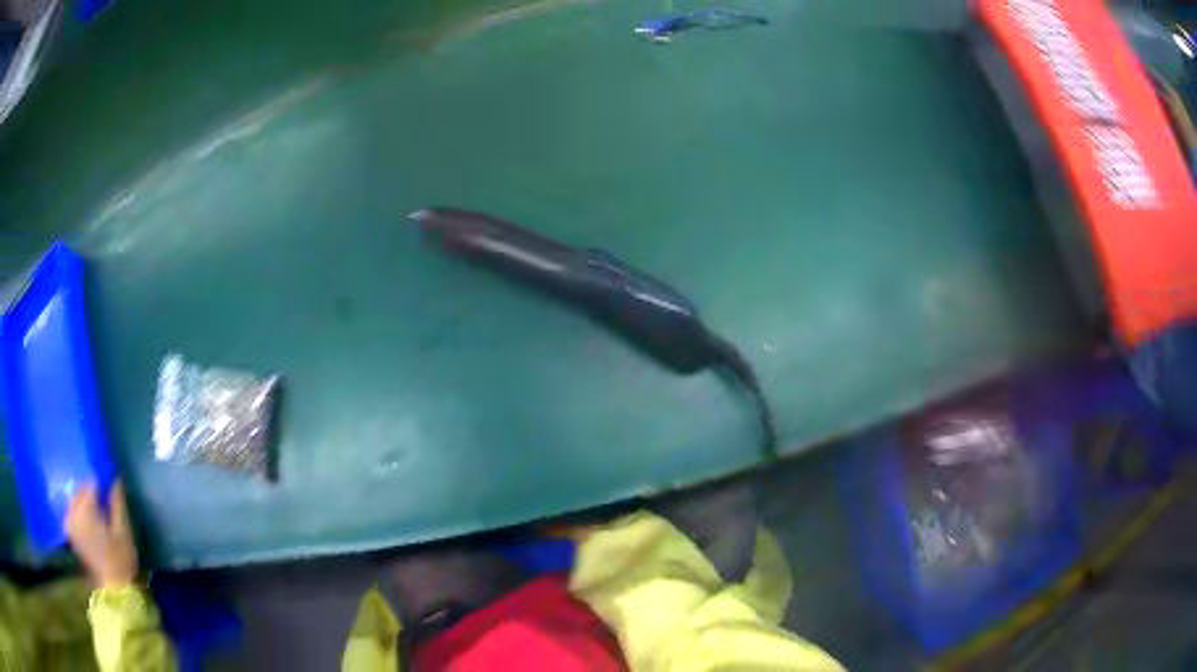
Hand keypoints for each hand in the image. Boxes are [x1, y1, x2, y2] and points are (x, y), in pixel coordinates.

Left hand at [66, 481, 138, 588]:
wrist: (113, 591)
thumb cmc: (121, 561)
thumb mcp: (124, 533)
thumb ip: (118, 503)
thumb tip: (116, 478)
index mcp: (86, 508)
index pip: (91, 482)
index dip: (101, 485)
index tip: (109, 494)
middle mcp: (73, 510)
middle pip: (80, 489)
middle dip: (90, 493)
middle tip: (103, 507)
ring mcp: (69, 522)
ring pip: (74, 499)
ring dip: (83, 502)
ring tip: (96, 516)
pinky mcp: (69, 532)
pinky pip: (71, 512)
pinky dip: (78, 513)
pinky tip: (87, 524)